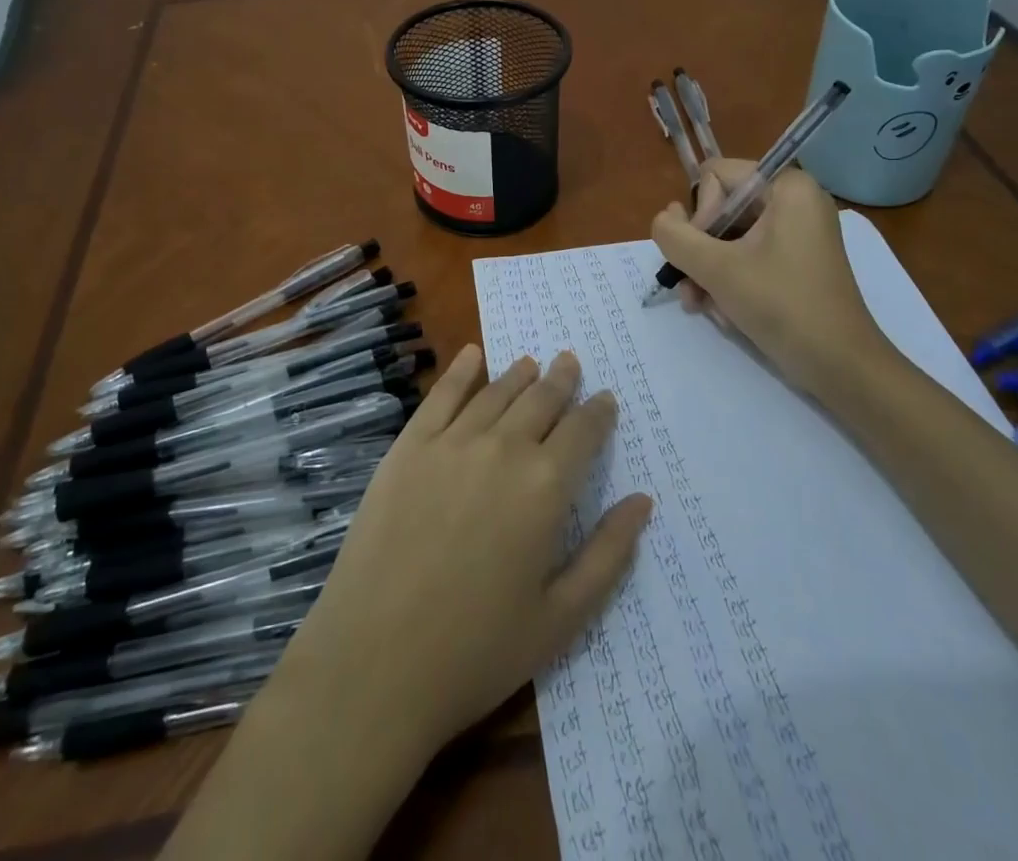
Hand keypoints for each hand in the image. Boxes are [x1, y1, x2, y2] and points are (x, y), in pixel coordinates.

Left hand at [270, 345, 652, 765]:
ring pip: (495, 393)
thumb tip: (642, 502)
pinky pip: (440, 396)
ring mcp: (450, 443)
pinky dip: (461, 370)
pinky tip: (472, 355)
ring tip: (532, 362)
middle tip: (570, 362)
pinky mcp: (407, 448)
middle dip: (561, 380)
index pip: (583, 431)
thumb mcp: (561, 619)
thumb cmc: (476, 650)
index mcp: (546, 487)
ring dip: (518, 374)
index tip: (606, 399)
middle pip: (540, 400)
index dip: (598, 412)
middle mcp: (502, 449)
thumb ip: (608, 555)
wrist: (374, 663)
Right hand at [649, 158, 896, 410]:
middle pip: (720, 208)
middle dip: (699, 250)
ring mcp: (796, 232)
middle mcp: (794, 201)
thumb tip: (663, 218)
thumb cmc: (783, 306)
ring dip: (707, 270)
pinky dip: (728, 280)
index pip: (716, 176)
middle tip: (692, 287)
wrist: (841, 367)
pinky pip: (747, 256)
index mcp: (787, 187)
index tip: (705, 254)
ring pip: (728, 237)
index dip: (700, 214)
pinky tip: (720, 311)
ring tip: (700, 305)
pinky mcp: (795, 261)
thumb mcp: (717, 269)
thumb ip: (676, 236)